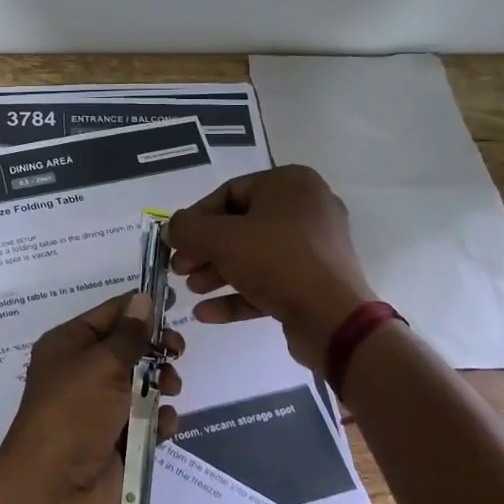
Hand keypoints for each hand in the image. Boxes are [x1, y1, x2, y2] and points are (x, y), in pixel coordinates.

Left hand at [0, 292, 181, 503]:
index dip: (139, 308)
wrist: (54, 488)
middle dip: (155, 349)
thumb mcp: (102, 364)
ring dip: (161, 383)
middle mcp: (81, 372)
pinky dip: (158, 420)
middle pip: (128, 348)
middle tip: (178, 351)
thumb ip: (129, 334)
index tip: (174, 301)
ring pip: (140, 384)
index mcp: (68, 344)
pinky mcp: (115, 440)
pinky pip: (144, 421)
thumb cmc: (74, 412)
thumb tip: (143, 299)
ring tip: (171, 389)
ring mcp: (98, 408)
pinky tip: (165, 424)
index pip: (109, 314)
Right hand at [167, 165, 374, 373]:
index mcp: (291, 184)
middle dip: (205, 250)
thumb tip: (171, 229)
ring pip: (253, 255)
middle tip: (179, 268)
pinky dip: (238, 293)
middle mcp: (307, 208)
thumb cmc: (276, 261)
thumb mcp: (221, 238)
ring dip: (217, 272)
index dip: (196, 218)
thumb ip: (187, 228)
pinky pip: (270, 281)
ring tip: (190, 289)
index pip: (230, 193)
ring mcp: (314, 247)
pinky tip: (206, 313)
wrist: (333, 319)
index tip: (175, 241)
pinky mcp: (314, 282)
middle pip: (240, 226)